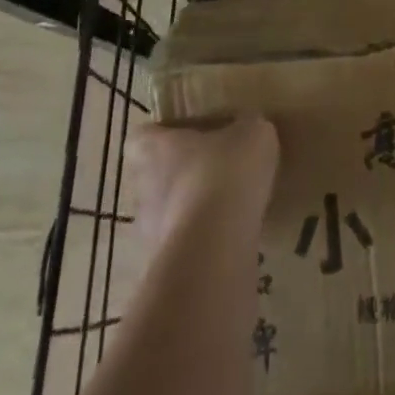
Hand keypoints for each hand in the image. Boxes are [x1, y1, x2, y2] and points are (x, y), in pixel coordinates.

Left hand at [129, 113, 278, 241]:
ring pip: (169, 214)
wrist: (215, 248)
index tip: (183, 135)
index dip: (160, 135)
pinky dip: (204, 242)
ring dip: (192, 211)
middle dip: (181, 175)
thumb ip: (247, 127)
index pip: (141, 137)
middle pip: (154, 176)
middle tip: (215, 170)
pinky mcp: (168, 267)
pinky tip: (233, 237)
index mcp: (157, 149)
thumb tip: (247, 127)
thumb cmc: (226, 173)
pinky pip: (186, 245)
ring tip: (228, 208)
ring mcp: (152, 232)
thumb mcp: (252, 133)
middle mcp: (145, 188)